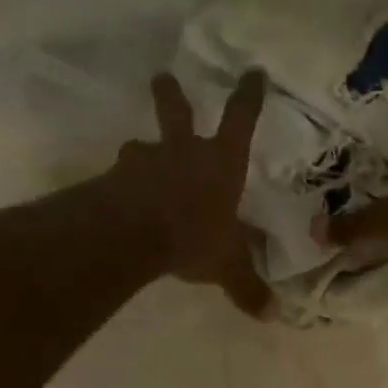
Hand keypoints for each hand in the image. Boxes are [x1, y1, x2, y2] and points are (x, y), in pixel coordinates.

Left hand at [110, 71, 273, 319]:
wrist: (131, 234)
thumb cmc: (193, 236)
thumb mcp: (227, 266)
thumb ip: (247, 288)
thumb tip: (273, 316)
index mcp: (221, 163)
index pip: (241, 119)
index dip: (249, 95)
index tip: (253, 72)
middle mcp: (183, 152)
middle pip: (177, 112)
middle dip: (172, 94)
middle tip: (162, 77)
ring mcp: (145, 162)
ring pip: (142, 146)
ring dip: (143, 149)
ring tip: (139, 154)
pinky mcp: (115, 179)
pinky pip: (120, 177)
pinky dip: (123, 183)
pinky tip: (120, 196)